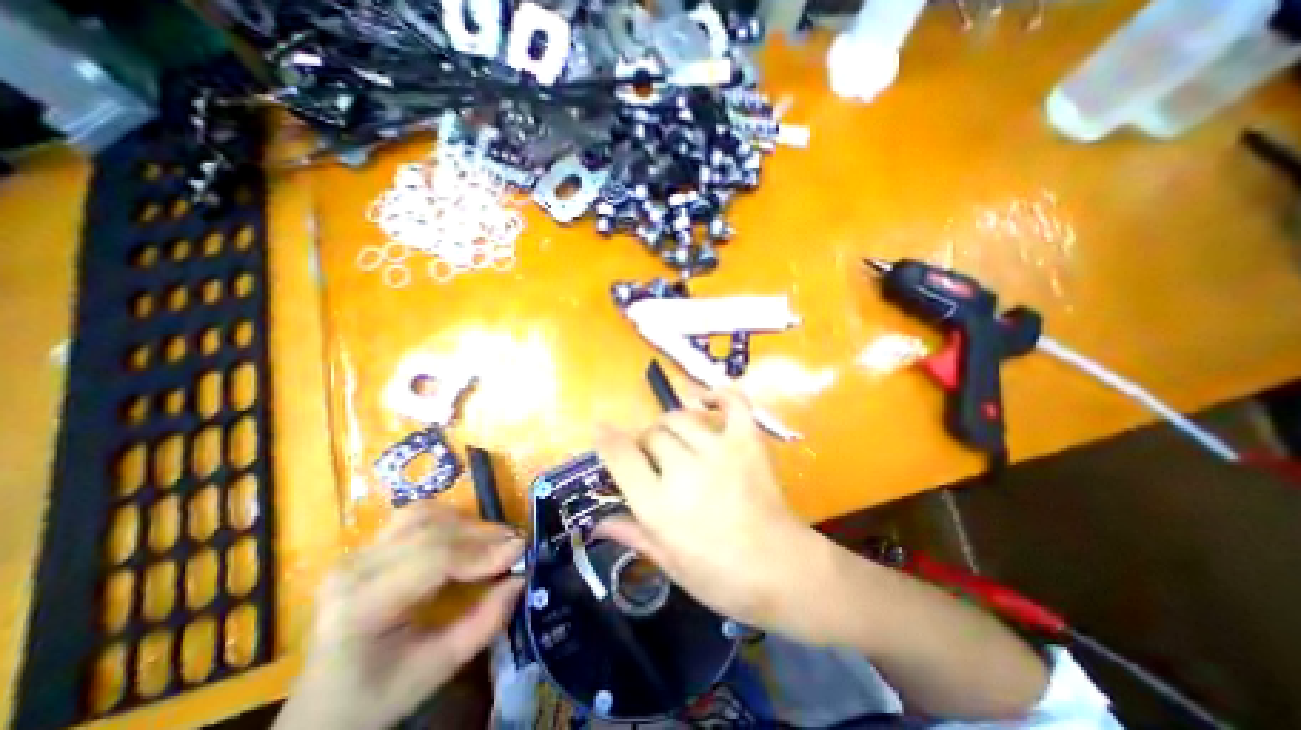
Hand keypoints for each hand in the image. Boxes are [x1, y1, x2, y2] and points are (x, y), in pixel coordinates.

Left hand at [273, 506, 520, 729]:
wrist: (319, 708)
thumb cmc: (376, 697)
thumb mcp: (435, 670)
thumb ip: (483, 623)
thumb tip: (521, 579)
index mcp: (361, 606)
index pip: (434, 558)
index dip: (483, 550)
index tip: (521, 550)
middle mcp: (355, 569)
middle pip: (432, 530)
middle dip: (483, 534)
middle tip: (516, 543)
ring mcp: (357, 553)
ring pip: (425, 514)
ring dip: (467, 523)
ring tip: (494, 541)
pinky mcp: (367, 546)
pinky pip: (417, 517)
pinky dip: (450, 520)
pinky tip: (466, 537)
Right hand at [593, 388, 838, 637]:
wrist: (782, 571)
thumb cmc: (721, 577)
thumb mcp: (669, 563)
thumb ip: (633, 534)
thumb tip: (597, 522)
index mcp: (659, 505)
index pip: (621, 457)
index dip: (606, 438)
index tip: (600, 428)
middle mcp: (684, 470)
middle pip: (652, 434)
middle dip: (645, 442)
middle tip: (652, 457)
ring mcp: (719, 451)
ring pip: (680, 418)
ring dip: (670, 425)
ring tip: (675, 439)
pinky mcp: (747, 442)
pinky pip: (731, 403)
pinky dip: (717, 395)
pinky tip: (705, 401)